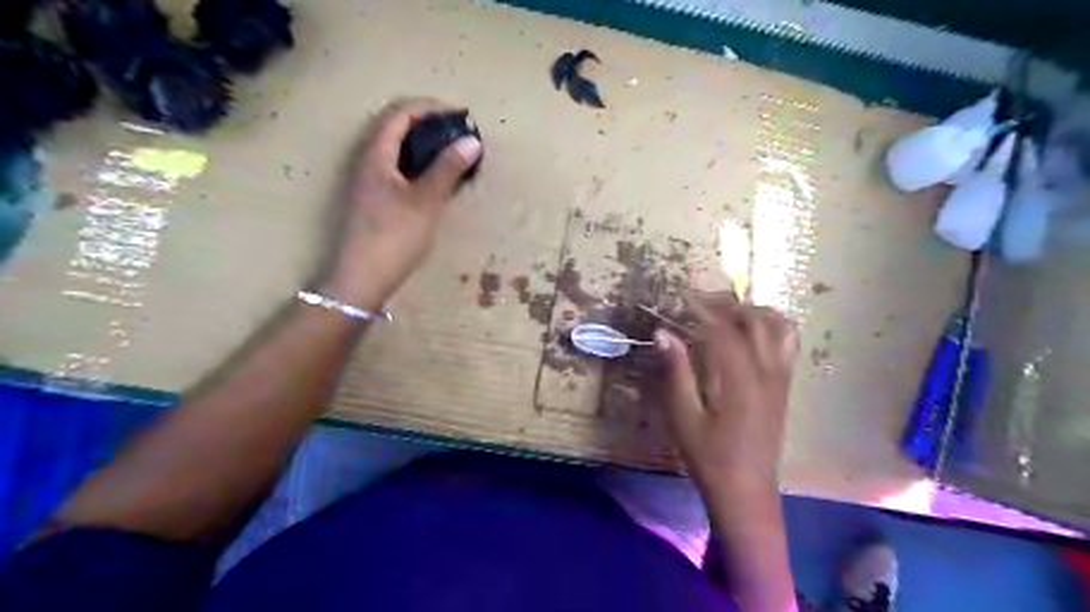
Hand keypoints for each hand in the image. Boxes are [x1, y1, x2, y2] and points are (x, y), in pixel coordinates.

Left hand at [321, 97, 480, 309]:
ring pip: (397, 150)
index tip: (459, 115)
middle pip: (395, 128)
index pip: (399, 114)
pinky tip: (436, 181)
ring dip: (424, 145)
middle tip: (459, 134)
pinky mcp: (374, 201)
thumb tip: (471, 140)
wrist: (362, 279)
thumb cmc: (393, 237)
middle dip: (429, 124)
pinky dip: (419, 165)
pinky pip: (398, 169)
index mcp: (375, 155)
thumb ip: (447, 169)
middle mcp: (367, 162)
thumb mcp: (425, 201)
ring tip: (452, 154)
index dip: (429, 107)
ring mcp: (368, 183)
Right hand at [655, 291, 797, 500]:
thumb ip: (676, 372)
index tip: (682, 296)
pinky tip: (749, 331)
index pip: (723, 329)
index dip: (702, 308)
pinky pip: (787, 344)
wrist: (746, 491)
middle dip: (727, 304)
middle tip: (700, 301)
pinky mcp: (784, 387)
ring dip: (752, 311)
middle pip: (755, 321)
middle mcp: (767, 373)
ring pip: (778, 327)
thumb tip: (663, 332)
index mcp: (741, 381)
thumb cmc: (709, 456)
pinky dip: (771, 325)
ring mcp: (781, 379)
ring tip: (725, 311)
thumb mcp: (684, 417)